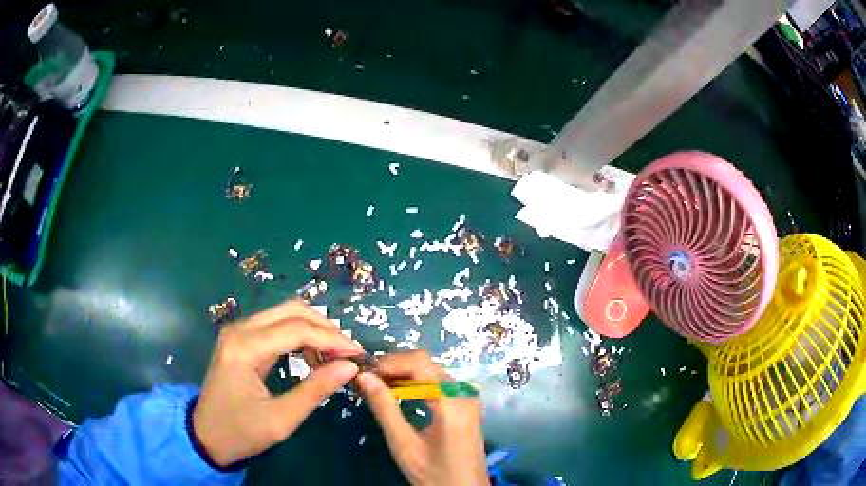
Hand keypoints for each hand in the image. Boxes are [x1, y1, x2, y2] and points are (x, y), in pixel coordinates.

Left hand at [193, 300, 362, 465]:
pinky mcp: (241, 339)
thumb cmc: (241, 432)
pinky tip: (312, 357)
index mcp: (245, 347)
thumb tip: (350, 367)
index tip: (358, 356)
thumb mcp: (281, 419)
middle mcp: (240, 330)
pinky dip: (300, 336)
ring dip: (314, 330)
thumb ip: (315, 390)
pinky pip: (276, 326)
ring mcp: (239, 332)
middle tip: (348, 354)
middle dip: (325, 328)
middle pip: (292, 310)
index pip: (297, 329)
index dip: (332, 339)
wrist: (206, 436)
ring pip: (285, 313)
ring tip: (333, 358)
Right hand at [356, 351, 488, 485]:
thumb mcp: (404, 445)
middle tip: (366, 380)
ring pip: (431, 372)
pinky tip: (398, 394)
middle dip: (394, 368)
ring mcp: (468, 398)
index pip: (419, 363)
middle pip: (426, 365)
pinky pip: (439, 384)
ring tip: (376, 387)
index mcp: (452, 402)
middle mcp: (463, 393)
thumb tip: (364, 377)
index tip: (365, 373)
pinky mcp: (466, 405)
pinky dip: (416, 384)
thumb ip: (385, 409)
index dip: (389, 362)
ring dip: (403, 375)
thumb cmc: (434, 475)